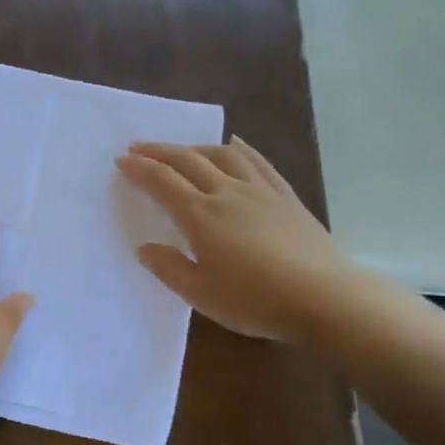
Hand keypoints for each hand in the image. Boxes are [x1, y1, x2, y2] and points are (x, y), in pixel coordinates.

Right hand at [116, 137, 360, 341]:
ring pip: (223, 155)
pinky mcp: (286, 197)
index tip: (121, 161)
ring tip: (182, 150)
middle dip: (160, 151)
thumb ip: (169, 268)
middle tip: (139, 147)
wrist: (322, 297)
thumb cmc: (253, 300)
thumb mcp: (200, 294)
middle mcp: (227, 193)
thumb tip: (146, 248)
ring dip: (196, 147)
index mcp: (200, 216)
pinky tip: (235, 144)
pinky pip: (259, 162)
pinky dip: (240, 148)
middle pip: (189, 161)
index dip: (140, 169)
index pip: (163, 183)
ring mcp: (260, 191)